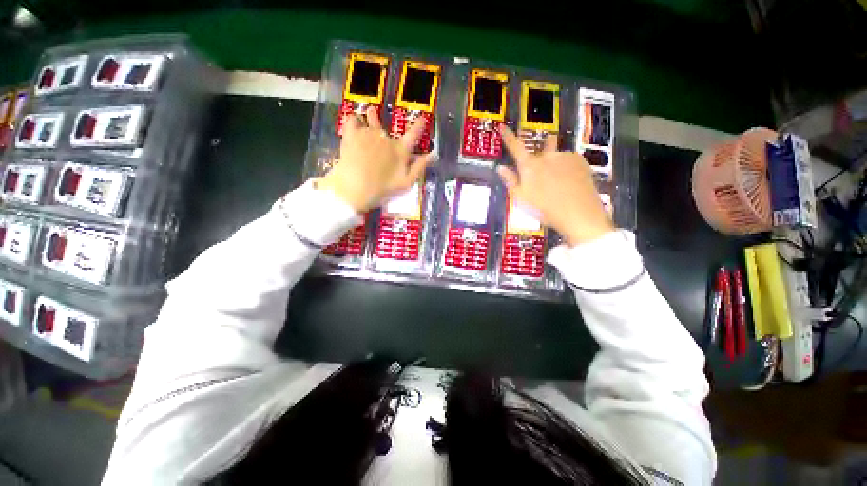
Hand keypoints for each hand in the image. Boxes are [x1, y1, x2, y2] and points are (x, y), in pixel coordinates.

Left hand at [318, 106, 432, 211]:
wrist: (355, 188)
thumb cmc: (383, 189)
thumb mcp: (406, 183)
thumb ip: (419, 167)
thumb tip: (433, 155)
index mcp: (400, 150)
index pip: (413, 134)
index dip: (419, 125)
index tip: (422, 118)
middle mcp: (386, 138)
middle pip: (388, 128)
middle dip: (388, 124)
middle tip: (382, 119)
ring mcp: (368, 134)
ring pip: (371, 121)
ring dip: (372, 118)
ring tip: (370, 112)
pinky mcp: (352, 134)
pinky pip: (352, 119)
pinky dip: (354, 120)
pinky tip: (354, 122)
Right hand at [497, 126, 613, 245]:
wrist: (579, 214)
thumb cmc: (544, 209)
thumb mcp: (521, 198)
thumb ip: (510, 181)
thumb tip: (500, 168)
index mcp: (530, 166)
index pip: (515, 147)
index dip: (508, 136)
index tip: (502, 126)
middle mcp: (547, 156)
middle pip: (541, 147)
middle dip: (541, 153)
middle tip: (543, 172)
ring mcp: (565, 157)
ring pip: (556, 155)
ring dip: (554, 164)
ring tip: (559, 184)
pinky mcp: (581, 161)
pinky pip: (569, 159)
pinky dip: (567, 167)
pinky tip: (570, 182)